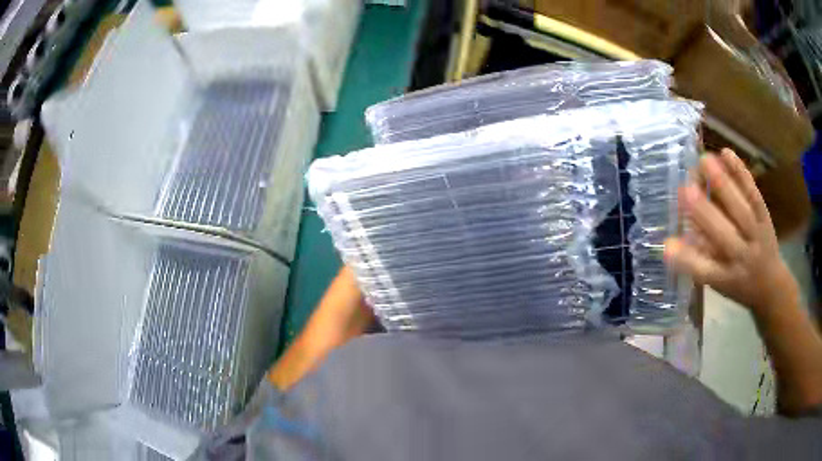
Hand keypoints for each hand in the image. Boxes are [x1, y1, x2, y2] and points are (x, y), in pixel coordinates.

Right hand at [664, 149, 798, 314]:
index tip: (667, 245)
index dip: (686, 259)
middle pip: (723, 235)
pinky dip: (741, 172)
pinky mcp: (764, 216)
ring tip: (704, 161)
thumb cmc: (738, 284)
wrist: (771, 284)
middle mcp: (742, 257)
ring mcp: (756, 235)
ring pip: (740, 209)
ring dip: (722, 184)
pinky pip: (753, 193)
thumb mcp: (719, 284)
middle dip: (705, 213)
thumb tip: (674, 240)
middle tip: (685, 189)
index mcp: (726, 279)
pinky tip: (726, 153)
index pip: (705, 271)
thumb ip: (700, 261)